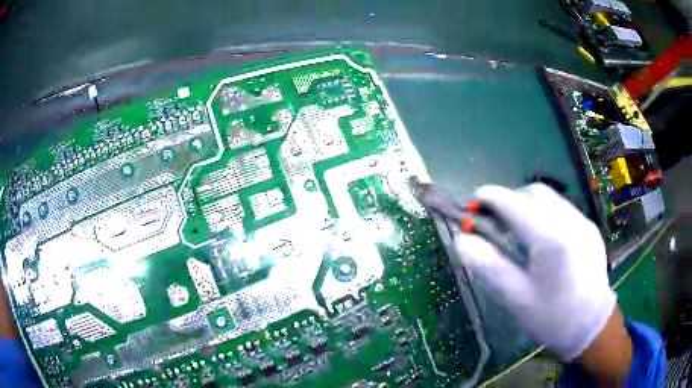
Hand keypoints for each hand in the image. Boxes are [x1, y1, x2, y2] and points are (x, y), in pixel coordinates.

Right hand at [436, 183, 616, 360]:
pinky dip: (543, 212)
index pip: (514, 203)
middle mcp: (569, 220)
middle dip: (509, 199)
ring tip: (515, 227)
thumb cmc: (551, 316)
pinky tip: (540, 236)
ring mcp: (582, 221)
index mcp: (550, 238)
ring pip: (549, 197)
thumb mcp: (516, 297)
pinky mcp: (589, 227)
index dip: (488, 198)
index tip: (470, 205)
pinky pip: (561, 208)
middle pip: (533, 193)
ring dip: (526, 204)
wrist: (590, 325)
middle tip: (493, 220)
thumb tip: (461, 240)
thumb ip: (488, 266)